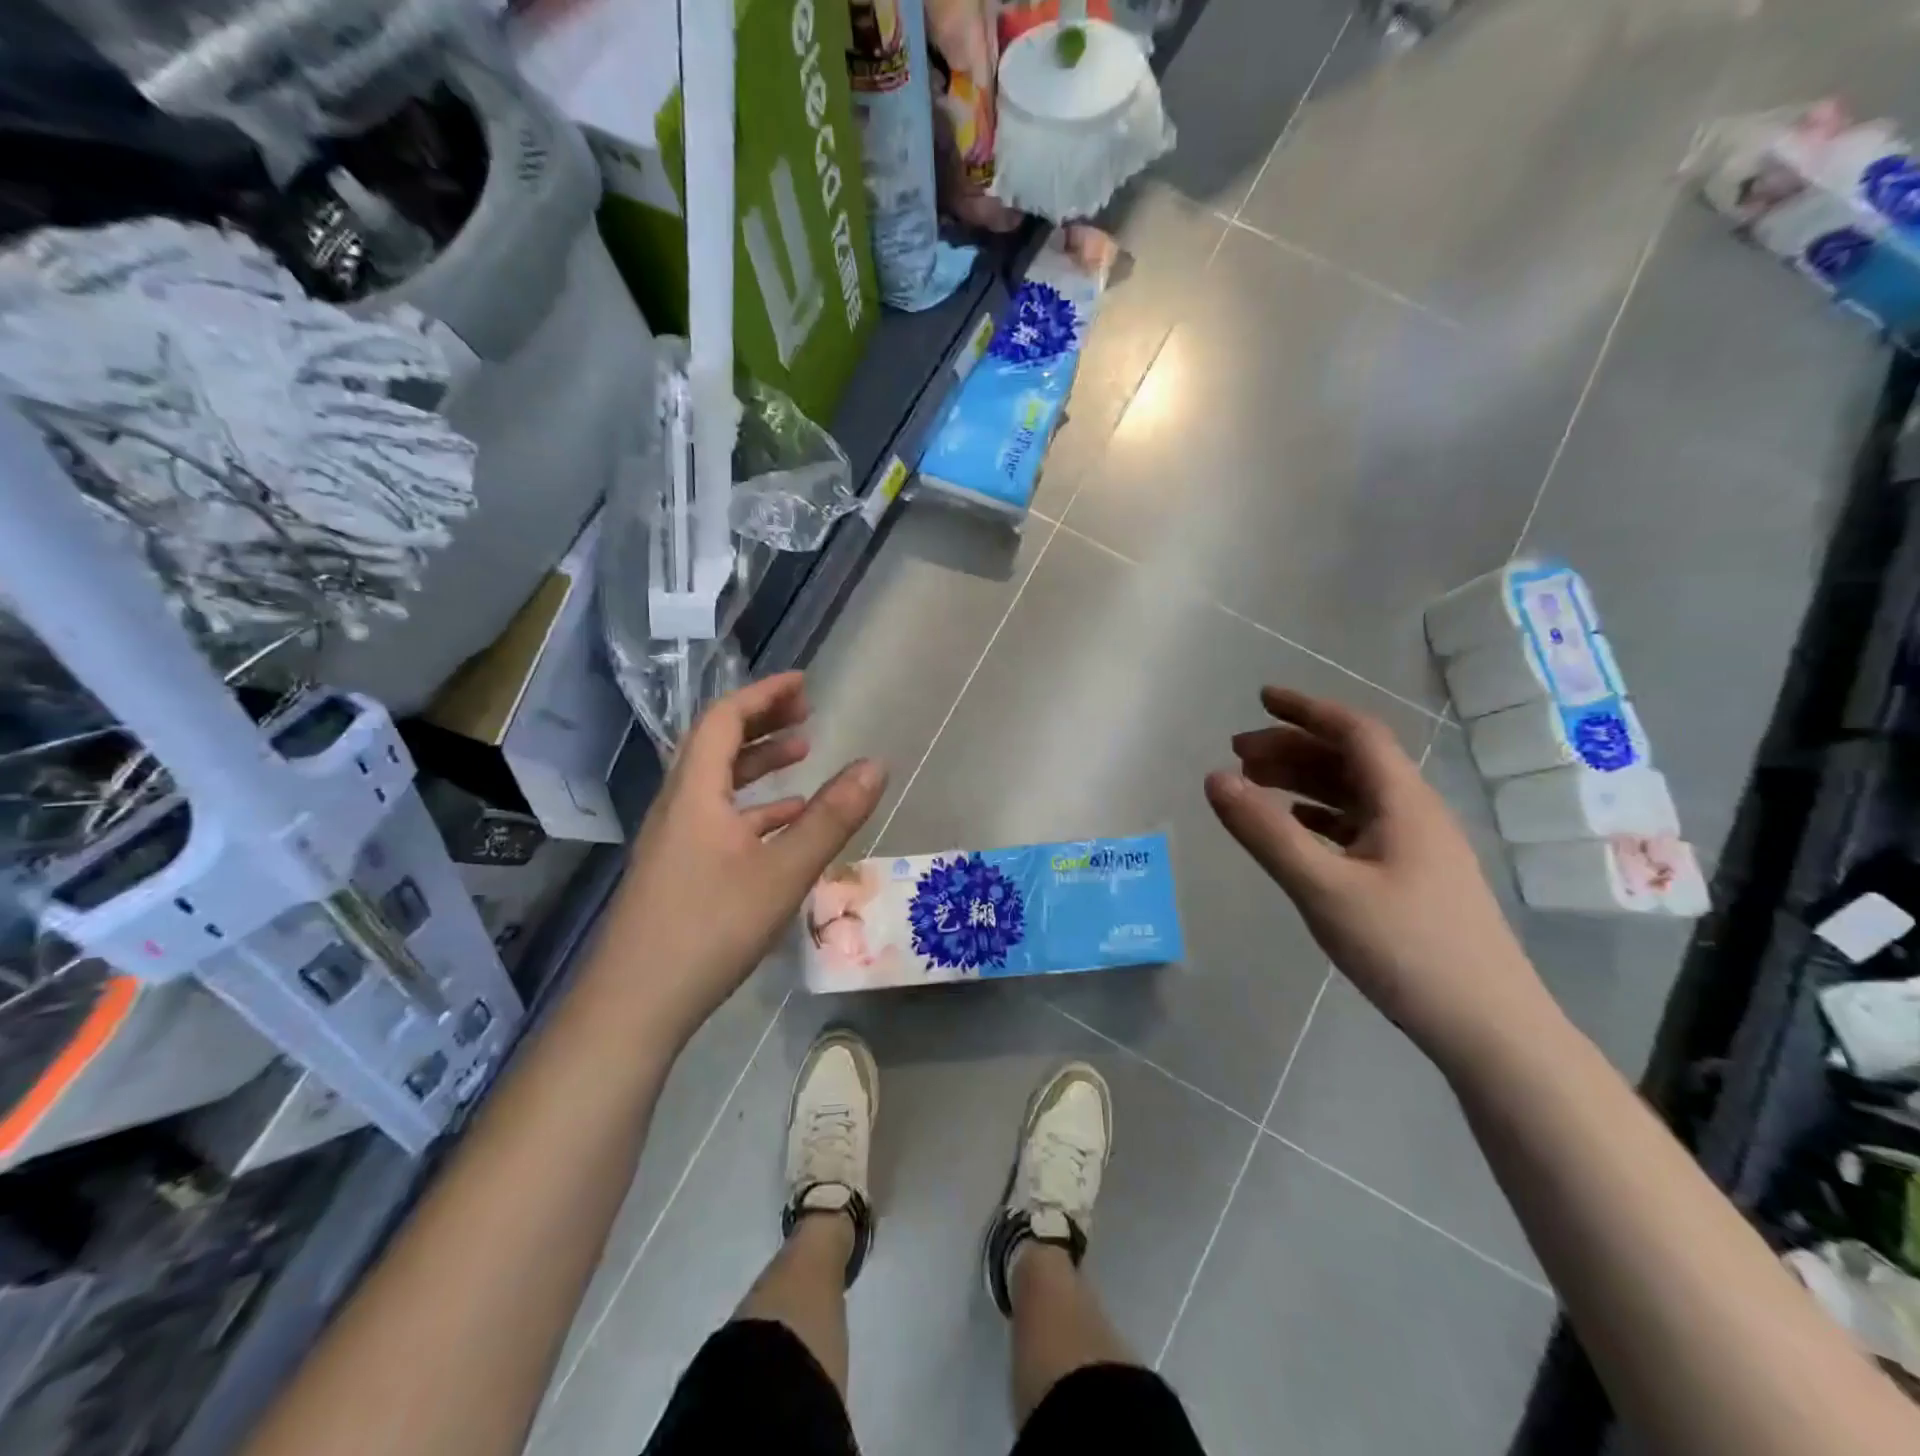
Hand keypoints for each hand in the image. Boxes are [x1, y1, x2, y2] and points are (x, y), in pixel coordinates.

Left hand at [598, 672, 886, 1045]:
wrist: (634, 1005)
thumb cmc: (710, 927)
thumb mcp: (783, 871)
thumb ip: (832, 818)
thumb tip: (876, 765)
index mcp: (695, 792)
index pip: (724, 719)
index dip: (763, 695)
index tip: (803, 683)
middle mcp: (678, 806)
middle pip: (717, 745)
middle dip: (763, 723)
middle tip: (807, 715)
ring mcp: (674, 840)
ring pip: (718, 784)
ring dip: (759, 764)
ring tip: (804, 757)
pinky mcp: (678, 871)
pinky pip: (718, 819)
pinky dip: (753, 809)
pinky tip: (785, 824)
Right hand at [1204, 687, 1550, 1064]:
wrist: (1490, 1028)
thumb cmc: (1407, 949)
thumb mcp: (1323, 888)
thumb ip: (1266, 832)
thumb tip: (1214, 778)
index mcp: (1402, 802)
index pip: (1354, 732)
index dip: (1306, 709)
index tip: (1260, 697)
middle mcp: (1414, 813)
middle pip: (1349, 760)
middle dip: (1292, 747)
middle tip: (1237, 752)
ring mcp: (1417, 847)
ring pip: (1353, 793)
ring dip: (1303, 780)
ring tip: (1254, 784)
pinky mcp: (1413, 878)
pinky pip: (1358, 825)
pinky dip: (1319, 814)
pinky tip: (1296, 827)